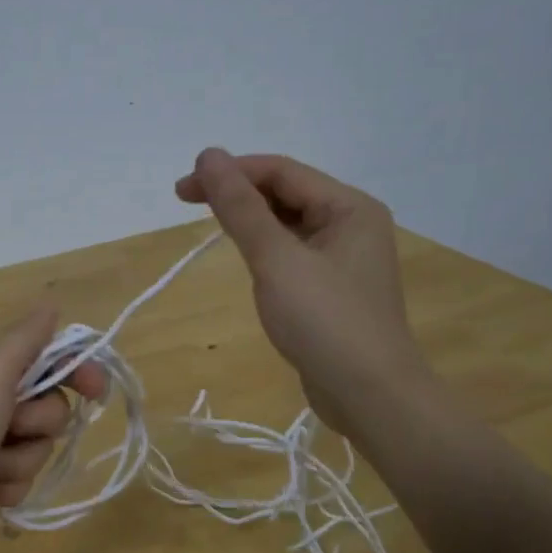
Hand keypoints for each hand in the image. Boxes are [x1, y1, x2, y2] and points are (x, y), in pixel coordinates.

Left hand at [0, 306, 106, 552]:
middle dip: (35, 425)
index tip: (97, 390)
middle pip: (48, 410)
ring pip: (34, 451)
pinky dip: (0, 489)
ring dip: (13, 462)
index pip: (47, 359)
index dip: (76, 372)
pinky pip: (16, 483)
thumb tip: (51, 304)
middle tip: (8, 426)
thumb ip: (26, 338)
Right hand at [175, 147, 430, 441]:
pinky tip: (246, 260)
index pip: (280, 172)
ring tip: (211, 228)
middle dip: (237, 194)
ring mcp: (344, 258)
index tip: (182, 190)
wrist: (370, 396)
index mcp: (349, 207)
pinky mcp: (333, 288)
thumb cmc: (325, 322)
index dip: (230, 173)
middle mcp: (352, 224)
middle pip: (285, 193)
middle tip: (187, 204)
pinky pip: (292, 252)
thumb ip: (240, 207)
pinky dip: (264, 248)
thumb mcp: (276, 260)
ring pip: (287, 223)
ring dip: (249, 220)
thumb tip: (209, 155)